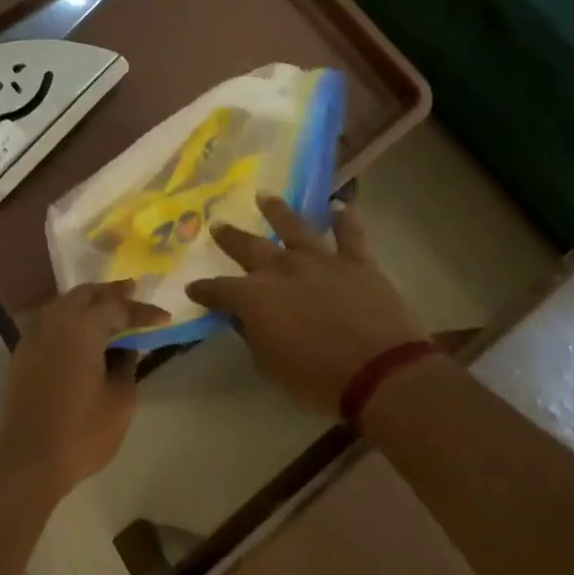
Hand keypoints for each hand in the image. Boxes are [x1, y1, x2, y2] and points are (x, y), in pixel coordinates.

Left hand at [0, 281, 167, 499]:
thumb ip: (127, 366)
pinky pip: (48, 321)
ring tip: (107, 307)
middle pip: (85, 294)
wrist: (28, 460)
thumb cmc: (82, 431)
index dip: (143, 312)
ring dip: (86, 301)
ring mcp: (33, 335)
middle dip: (110, 292)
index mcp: (82, 327)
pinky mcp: (22, 353)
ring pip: (62, 304)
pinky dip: (67, 317)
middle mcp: (55, 321)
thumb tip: (126, 348)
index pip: (118, 308)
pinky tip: (77, 330)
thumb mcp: (121, 401)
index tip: (164, 317)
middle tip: (132, 290)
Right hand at [187, 193, 424, 415]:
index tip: (193, 288)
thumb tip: (244, 319)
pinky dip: (344, 218)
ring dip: (277, 211)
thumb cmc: (317, 378)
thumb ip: (253, 336)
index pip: (219, 290)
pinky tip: (339, 206)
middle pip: (249, 247)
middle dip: (230, 237)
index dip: (205, 290)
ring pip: (294, 227)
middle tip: (218, 225)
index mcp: (254, 297)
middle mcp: (282, 269)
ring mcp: (320, 260)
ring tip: (265, 196)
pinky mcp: (357, 261)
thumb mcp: (270, 366)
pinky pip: (350, 233)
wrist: (380, 371)